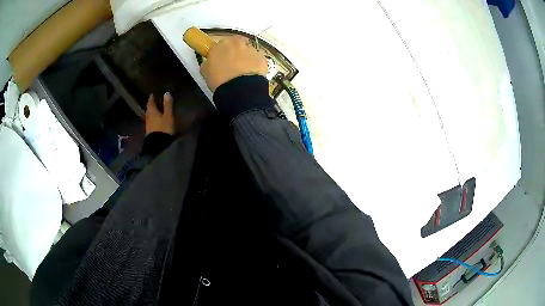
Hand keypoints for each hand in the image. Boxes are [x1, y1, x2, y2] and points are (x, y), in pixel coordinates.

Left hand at [145, 92, 174, 134]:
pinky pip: (151, 123)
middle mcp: (148, 118)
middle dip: (151, 106)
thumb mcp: (168, 116)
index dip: (151, 98)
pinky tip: (156, 122)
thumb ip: (167, 105)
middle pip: (149, 110)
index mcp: (151, 112)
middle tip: (154, 102)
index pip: (150, 103)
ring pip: (149, 117)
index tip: (152, 94)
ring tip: (156, 111)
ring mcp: (148, 126)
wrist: (158, 147)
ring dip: (152, 114)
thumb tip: (166, 93)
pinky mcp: (149, 133)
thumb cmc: (164, 128)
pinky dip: (153, 121)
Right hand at [200, 36, 267, 91]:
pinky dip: (256, 66)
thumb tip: (210, 63)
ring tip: (242, 73)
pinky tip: (251, 76)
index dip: (223, 51)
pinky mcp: (263, 59)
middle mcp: (238, 43)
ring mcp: (252, 50)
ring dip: (246, 59)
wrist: (239, 90)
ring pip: (249, 52)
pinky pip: (258, 60)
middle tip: (233, 65)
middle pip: (238, 44)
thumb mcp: (205, 71)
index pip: (222, 43)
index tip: (222, 58)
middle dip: (236, 52)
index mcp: (222, 43)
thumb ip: (209, 62)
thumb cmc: (219, 80)